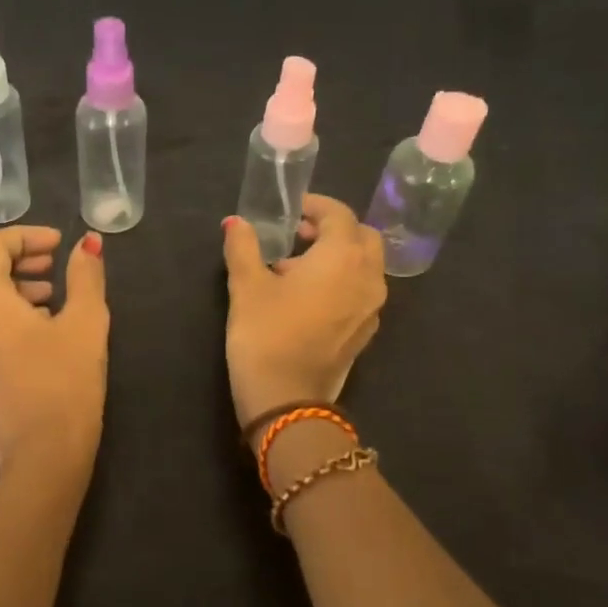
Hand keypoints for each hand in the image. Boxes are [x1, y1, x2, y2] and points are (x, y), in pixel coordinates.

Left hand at [0, 225, 108, 470]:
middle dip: (11, 257)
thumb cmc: (66, 381)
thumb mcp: (85, 322)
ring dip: (7, 284)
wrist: (42, 453)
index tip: (59, 244)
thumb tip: (89, 243)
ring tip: (50, 295)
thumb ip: (85, 276)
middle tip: (50, 264)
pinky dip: (0, 310)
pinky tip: (38, 327)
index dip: (25, 236)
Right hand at [222, 195, 385, 432]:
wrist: (286, 400)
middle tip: (298, 235)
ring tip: (295, 269)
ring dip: (338, 256)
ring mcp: (372, 307)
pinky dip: (342, 281)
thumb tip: (235, 222)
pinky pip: (361, 291)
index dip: (316, 206)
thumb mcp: (246, 285)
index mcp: (343, 256)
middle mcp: (368, 276)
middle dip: (333, 229)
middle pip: (362, 237)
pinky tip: (307, 299)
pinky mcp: (366, 332)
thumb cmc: (265, 334)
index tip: (292, 210)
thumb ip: (243, 247)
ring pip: (365, 266)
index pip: (340, 214)